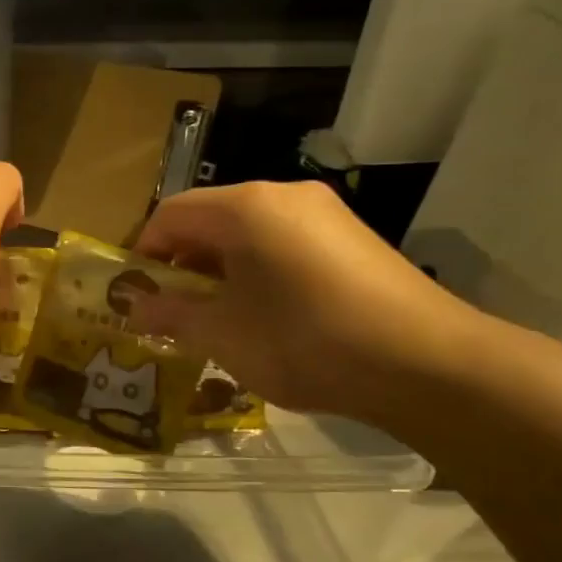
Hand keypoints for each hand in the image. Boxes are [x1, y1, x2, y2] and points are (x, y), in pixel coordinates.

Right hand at [131, 180, 487, 422]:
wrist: (428, 365)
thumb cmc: (305, 341)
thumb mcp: (222, 335)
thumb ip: (170, 315)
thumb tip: (132, 307)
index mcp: (245, 207)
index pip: (170, 214)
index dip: (143, 252)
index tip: (135, 295)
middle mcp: (283, 196)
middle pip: (210, 219)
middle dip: (182, 264)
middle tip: (172, 311)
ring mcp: (324, 214)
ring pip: (248, 232)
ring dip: (219, 270)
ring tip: (217, 318)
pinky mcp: (352, 238)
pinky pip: (284, 243)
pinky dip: (258, 271)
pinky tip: (266, 314)